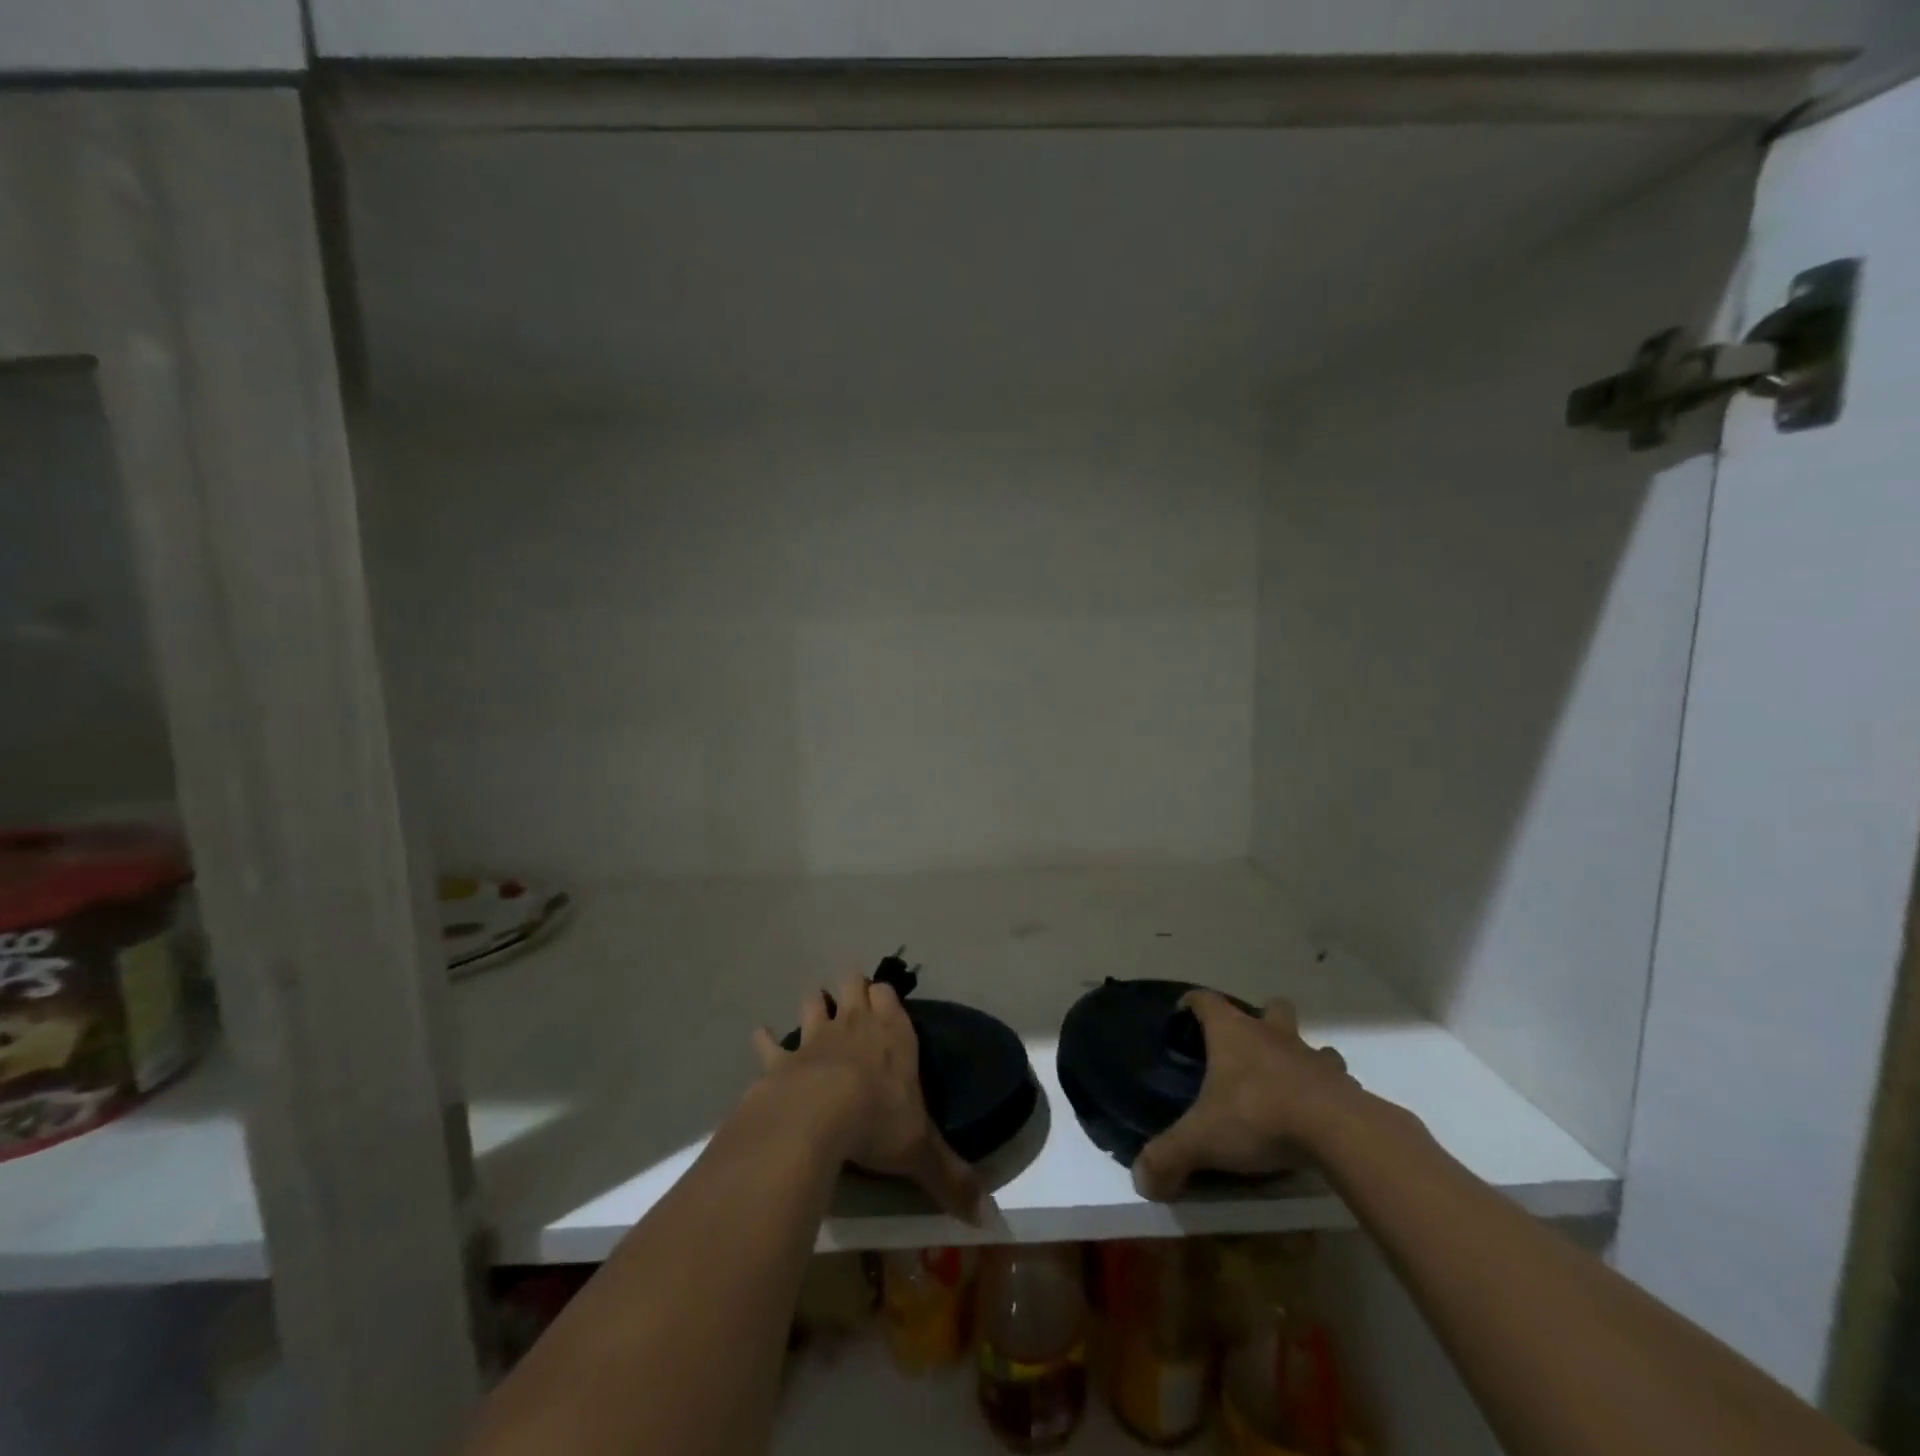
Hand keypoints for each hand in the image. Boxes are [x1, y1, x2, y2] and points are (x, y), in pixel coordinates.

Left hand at [754, 973, 982, 1222]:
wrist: (818, 1115)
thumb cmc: (878, 1122)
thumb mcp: (921, 1151)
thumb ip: (952, 1179)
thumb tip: (990, 1219)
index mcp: (893, 1036)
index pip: (889, 996)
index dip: (884, 995)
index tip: (883, 998)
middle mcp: (855, 1026)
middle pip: (852, 986)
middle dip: (851, 985)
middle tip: (851, 991)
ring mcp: (815, 1038)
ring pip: (813, 1003)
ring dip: (813, 1002)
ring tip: (814, 1002)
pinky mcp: (782, 1059)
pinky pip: (770, 1043)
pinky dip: (765, 1039)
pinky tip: (760, 1035)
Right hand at [1133, 992, 1357, 1200]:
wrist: (1337, 1132)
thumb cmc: (1258, 1116)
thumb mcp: (1202, 1140)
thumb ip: (1168, 1156)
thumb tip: (1141, 1181)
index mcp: (1233, 1033)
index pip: (1207, 1001)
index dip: (1193, 1003)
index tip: (1184, 1013)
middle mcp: (1272, 1035)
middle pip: (1270, 1007)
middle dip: (1261, 1019)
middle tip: (1247, 1050)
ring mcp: (1312, 1057)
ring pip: (1309, 1043)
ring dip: (1300, 1057)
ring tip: (1288, 1085)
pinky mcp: (1344, 1086)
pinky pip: (1336, 1081)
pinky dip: (1327, 1092)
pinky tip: (1319, 1117)